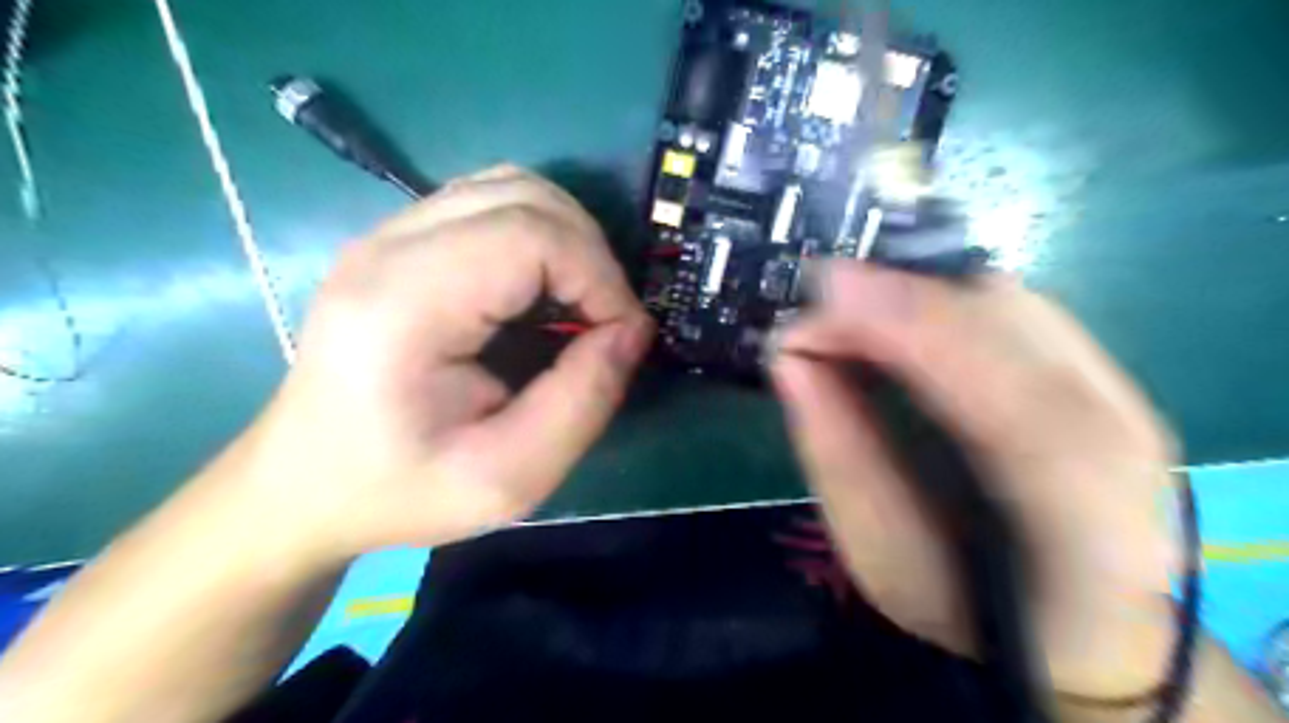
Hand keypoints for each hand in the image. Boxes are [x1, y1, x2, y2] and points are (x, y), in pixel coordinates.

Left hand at [225, 166, 654, 558]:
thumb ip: (583, 400)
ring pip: (510, 186)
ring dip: (567, 237)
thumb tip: (632, 331)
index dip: (599, 275)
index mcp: (406, 303)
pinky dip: (537, 234)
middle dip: (590, 253)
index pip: (531, 233)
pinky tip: (541, 288)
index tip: (622, 335)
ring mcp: (388, 235)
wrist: (303, 487)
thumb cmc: (400, 491)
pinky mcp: (398, 243)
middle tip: (605, 320)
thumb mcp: (510, 476)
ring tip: (579, 301)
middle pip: (525, 195)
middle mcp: (390, 246)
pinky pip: (489, 204)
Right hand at [770, 264, 1182, 700]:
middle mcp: (1131, 451)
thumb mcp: (879, 553)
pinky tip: (894, 318)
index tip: (832, 293)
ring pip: (1013, 305)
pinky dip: (940, 300)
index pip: (1023, 416)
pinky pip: (1013, 306)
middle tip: (816, 306)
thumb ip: (836, 454)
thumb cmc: (961, 601)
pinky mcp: (1100, 369)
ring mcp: (1125, 398)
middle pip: (1022, 337)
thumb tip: (791, 357)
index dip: (926, 338)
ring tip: (845, 315)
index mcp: (1086, 538)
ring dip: (915, 296)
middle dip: (902, 301)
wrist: (1074, 615)